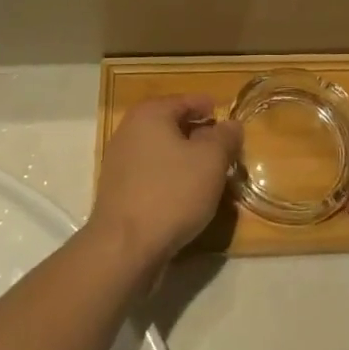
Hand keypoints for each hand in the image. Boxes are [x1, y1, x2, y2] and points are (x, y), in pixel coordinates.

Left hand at [87, 94, 240, 273]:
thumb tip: (231, 125)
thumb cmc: (172, 193)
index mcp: (150, 114)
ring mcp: (119, 162)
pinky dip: (170, 178)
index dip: (209, 107)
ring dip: (184, 158)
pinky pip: (151, 174)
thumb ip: (225, 137)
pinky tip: (186, 195)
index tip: (228, 119)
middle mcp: (129, 131)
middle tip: (223, 148)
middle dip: (198, 134)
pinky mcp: (117, 191)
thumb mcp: (211, 160)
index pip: (186, 100)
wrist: (124, 248)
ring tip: (208, 174)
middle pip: (171, 124)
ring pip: (161, 151)